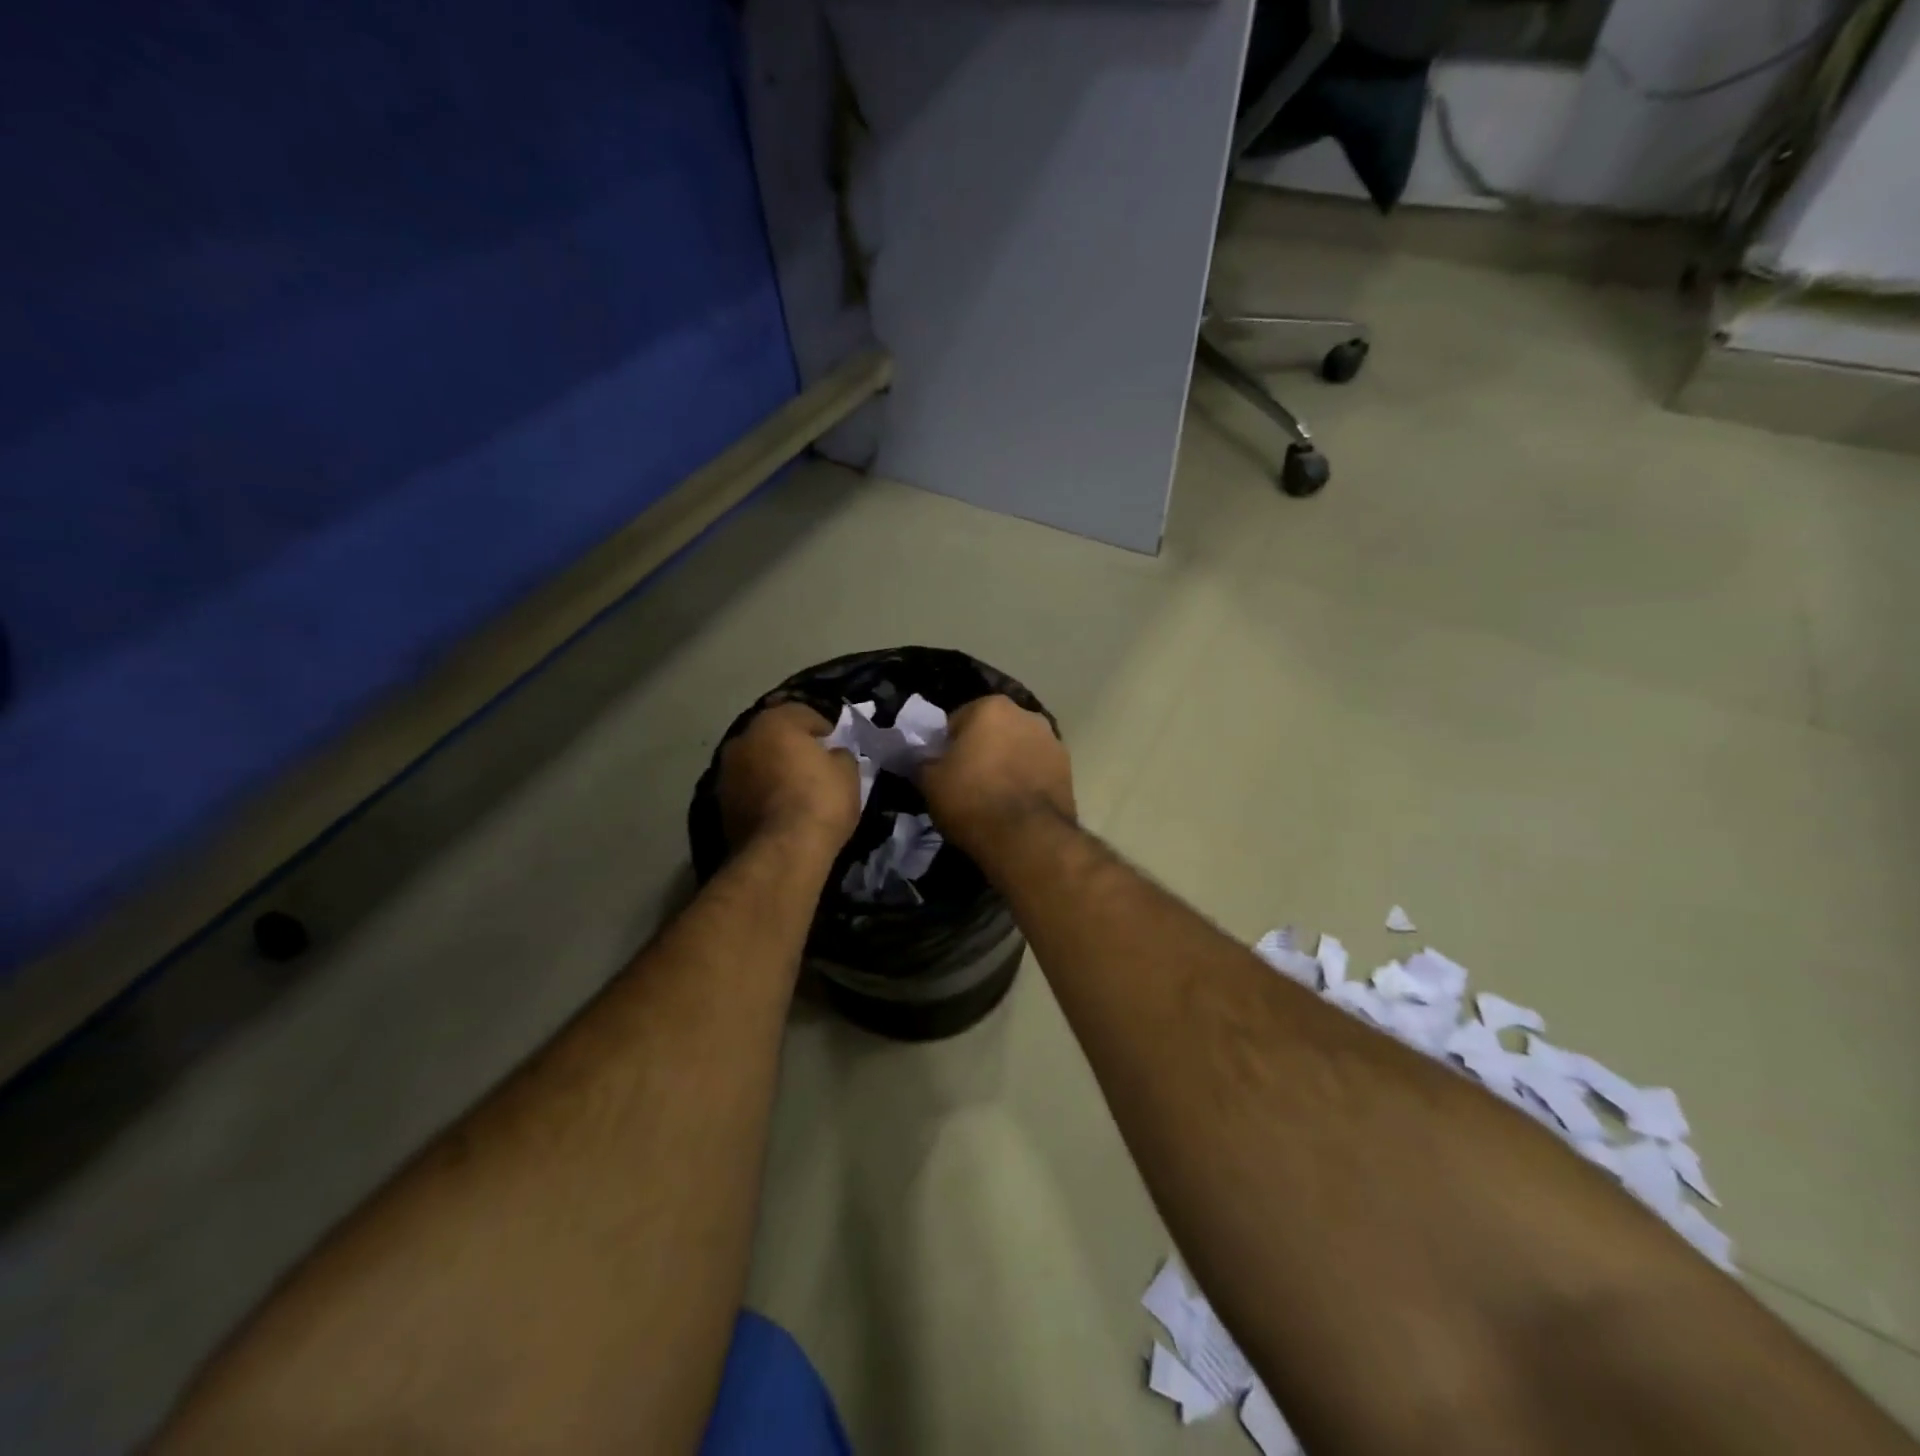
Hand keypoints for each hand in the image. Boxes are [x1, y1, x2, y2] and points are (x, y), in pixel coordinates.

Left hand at [718, 704, 860, 853]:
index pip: (802, 713)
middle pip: (772, 735)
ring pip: (756, 761)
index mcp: (775, 723)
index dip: (822, 727)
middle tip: (813, 763)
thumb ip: (840, 756)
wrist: (782, 852)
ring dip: (772, 769)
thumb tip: (832, 755)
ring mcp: (726, 772)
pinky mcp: (720, 804)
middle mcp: (743, 740)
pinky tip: (779, 808)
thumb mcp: (848, 774)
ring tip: (794, 788)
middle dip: (791, 746)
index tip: (834, 742)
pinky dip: (761, 792)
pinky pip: (748, 788)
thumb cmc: (820, 801)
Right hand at [920, 696, 1074, 855]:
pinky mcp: (1069, 770)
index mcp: (991, 706)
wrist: (1027, 838)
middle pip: (993, 731)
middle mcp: (1027, 714)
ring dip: (1007, 764)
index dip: (946, 746)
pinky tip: (1016, 806)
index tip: (942, 770)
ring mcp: (1053, 741)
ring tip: (994, 798)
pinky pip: (1037, 770)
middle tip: (966, 783)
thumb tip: (924, 759)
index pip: (957, 721)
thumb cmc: (972, 800)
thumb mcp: (929, 781)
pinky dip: (1027, 781)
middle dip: (981, 750)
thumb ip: (923, 761)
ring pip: (1018, 749)